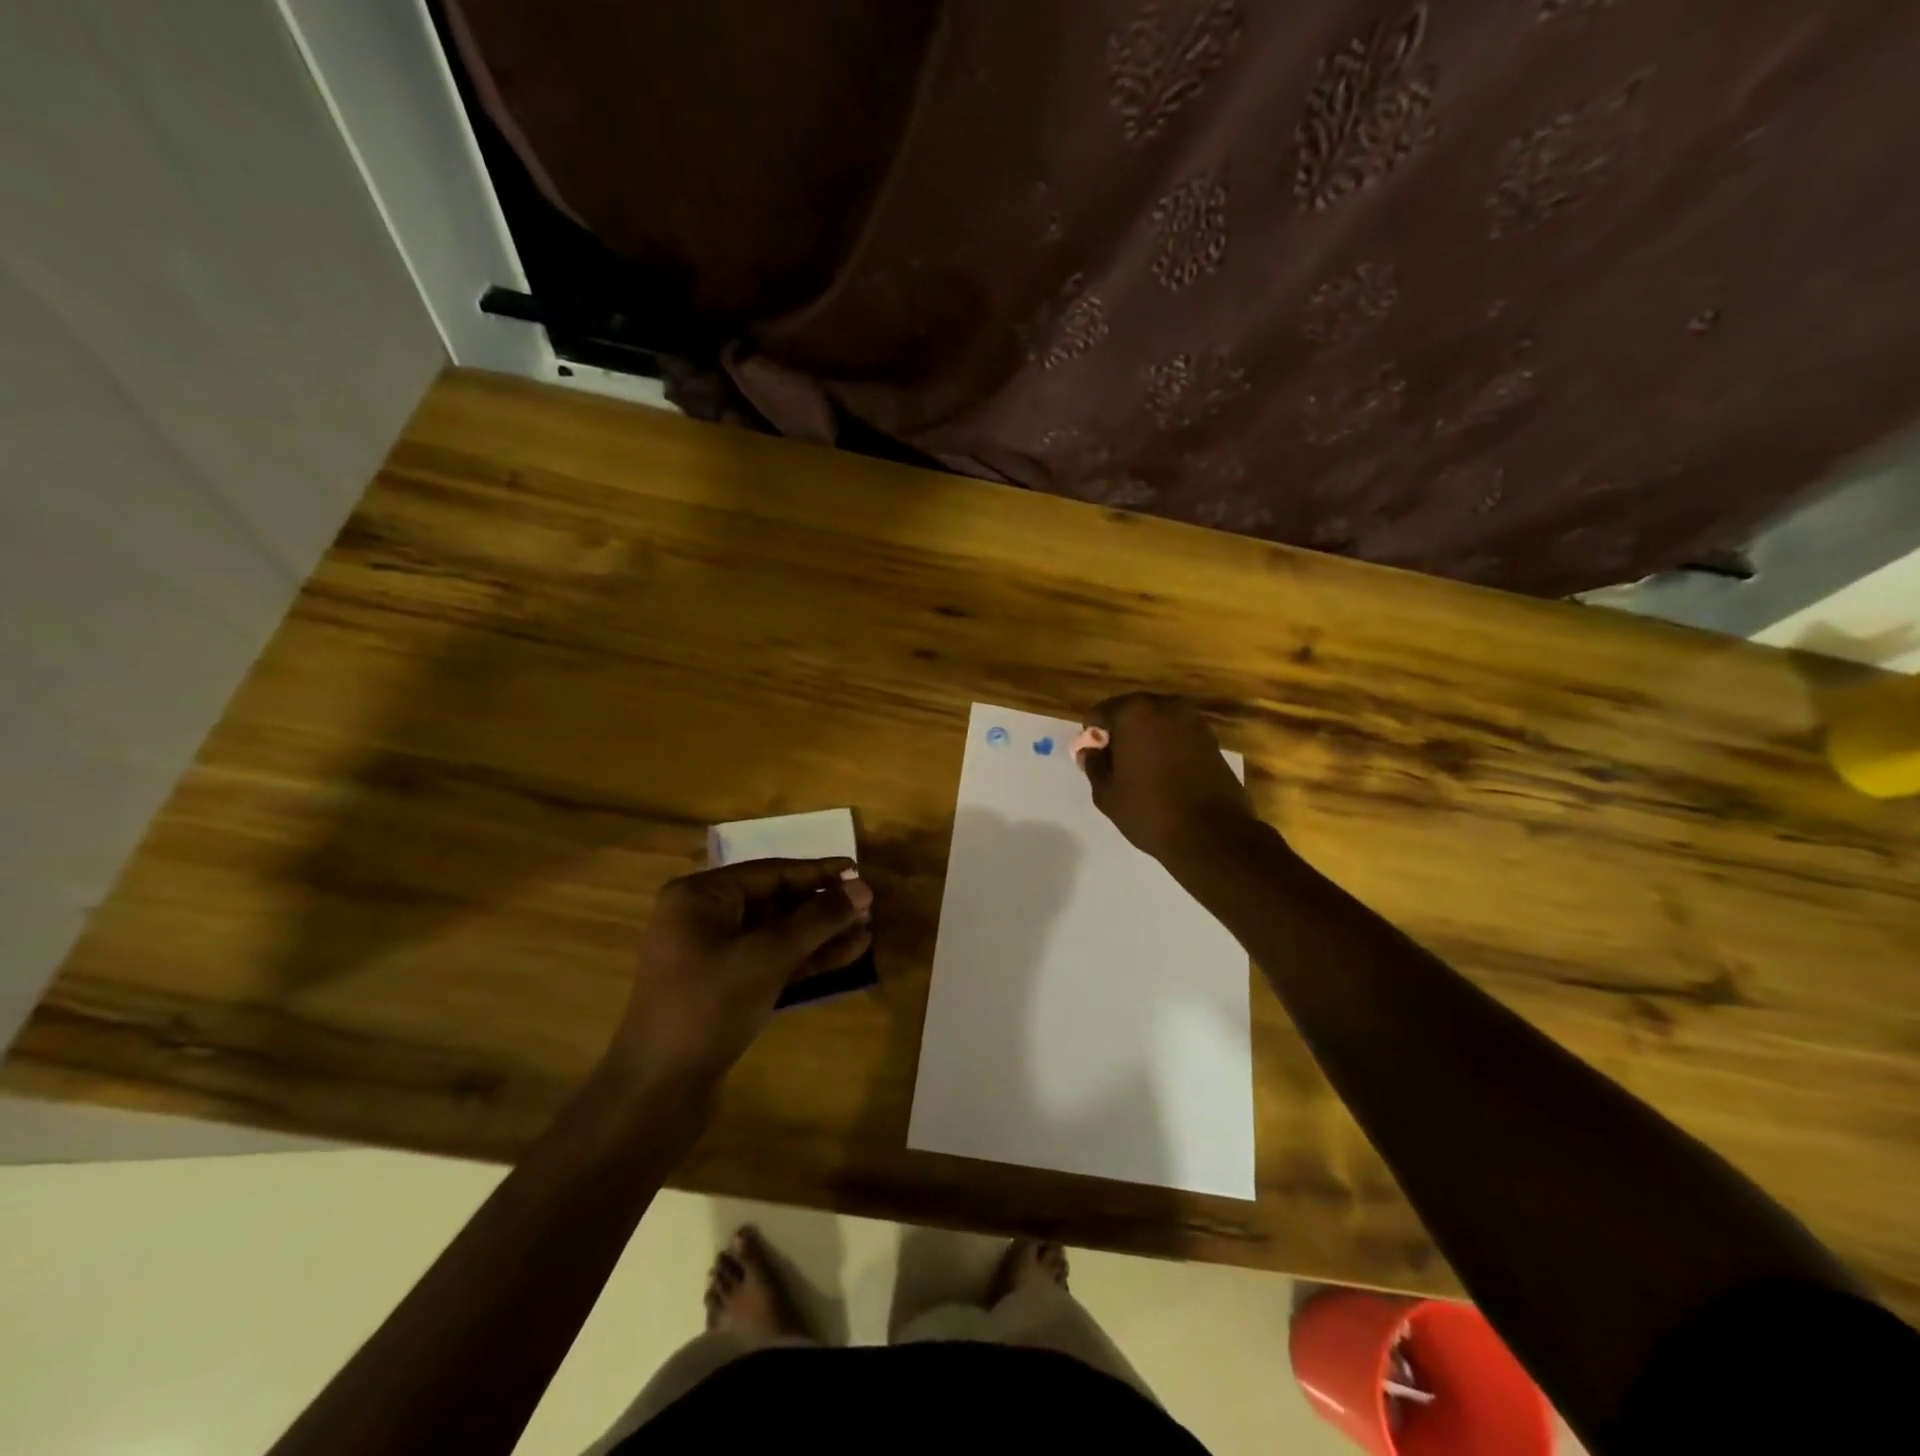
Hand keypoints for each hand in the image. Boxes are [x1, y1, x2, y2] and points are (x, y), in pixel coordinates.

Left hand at [606, 858, 872, 1089]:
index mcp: (699, 897)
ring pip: (777, 934)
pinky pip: (772, 960)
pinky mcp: (725, 987)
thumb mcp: (768, 956)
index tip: (858, 872)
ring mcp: (713, 955)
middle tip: (868, 905)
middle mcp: (703, 918)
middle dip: (822, 906)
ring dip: (820, 933)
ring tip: (866, 930)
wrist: (658, 1090)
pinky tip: (847, 954)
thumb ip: (817, 920)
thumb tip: (863, 889)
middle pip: (775, 901)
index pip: (770, 873)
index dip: (818, 873)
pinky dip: (806, 958)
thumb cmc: (708, 1006)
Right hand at [1078, 693, 1257, 860]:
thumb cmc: (1150, 811)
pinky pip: (1179, 735)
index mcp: (1134, 713)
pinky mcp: (1213, 739)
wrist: (1212, 834)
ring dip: (1147, 739)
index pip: (1100, 712)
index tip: (1096, 759)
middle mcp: (1166, 706)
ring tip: (1144, 771)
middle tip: (1117, 765)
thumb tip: (1089, 751)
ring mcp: (1194, 721)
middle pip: (1132, 712)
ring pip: (1158, 722)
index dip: (1093, 736)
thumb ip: (1094, 765)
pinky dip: (1169, 747)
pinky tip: (1168, 775)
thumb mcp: (1107, 794)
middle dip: (1121, 733)